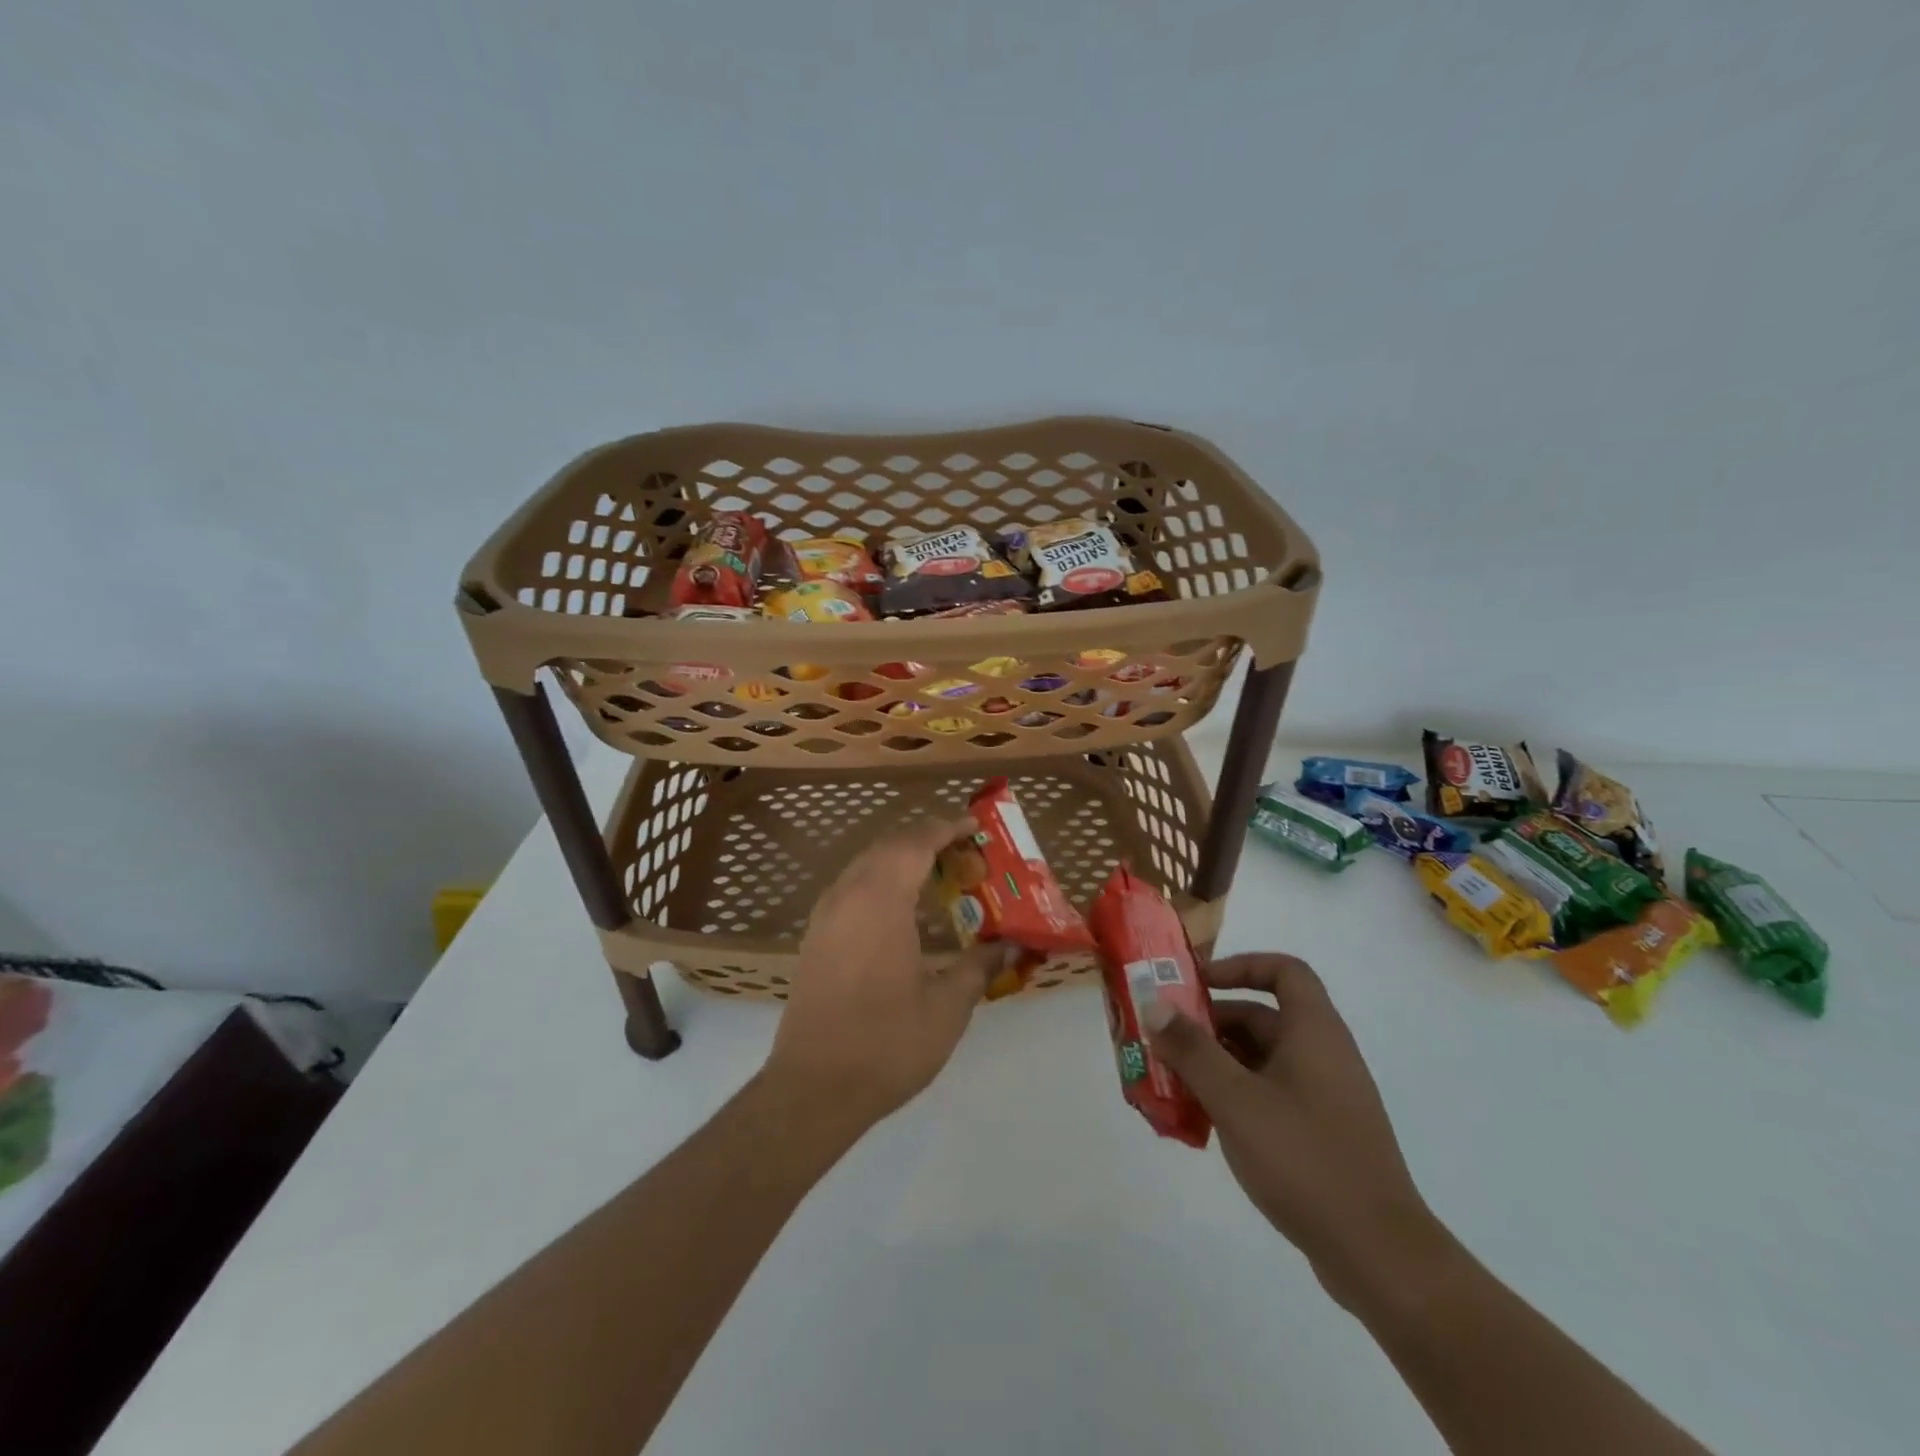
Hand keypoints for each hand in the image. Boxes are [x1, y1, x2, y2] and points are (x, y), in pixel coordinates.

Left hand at [762, 815, 1009, 1131]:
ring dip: (901, 858)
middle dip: (926, 839)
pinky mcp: (815, 937)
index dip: (946, 828)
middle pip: (888, 846)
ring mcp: (825, 916)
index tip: (975, 826)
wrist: (813, 1089)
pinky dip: (880, 880)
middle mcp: (848, 895)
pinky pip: (851, 887)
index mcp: (880, 901)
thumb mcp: (947, 1007)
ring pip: (865, 864)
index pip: (915, 843)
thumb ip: (980, 966)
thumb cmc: (886, 1044)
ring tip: (938, 874)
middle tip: (964, 852)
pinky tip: (902, 908)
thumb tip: (1013, 943)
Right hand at [1145, 954, 1452, 1310]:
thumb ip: (1191, 1049)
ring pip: (1262, 1061)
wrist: (1378, 1256)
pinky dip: (1236, 1096)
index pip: (1284, 971)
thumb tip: (1155, 1005)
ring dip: (1217, 1064)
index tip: (1197, 985)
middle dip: (1210, 1024)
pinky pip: (1271, 1096)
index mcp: (1314, 1032)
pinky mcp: (1322, 1135)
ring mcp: (1326, 1098)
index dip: (1240, 967)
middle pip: (1263, 1018)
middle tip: (1165, 1040)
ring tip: (1172, 1082)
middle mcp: (1324, 1055)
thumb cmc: (1304, 1158)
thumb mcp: (1235, 1098)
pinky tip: (1203, 1122)